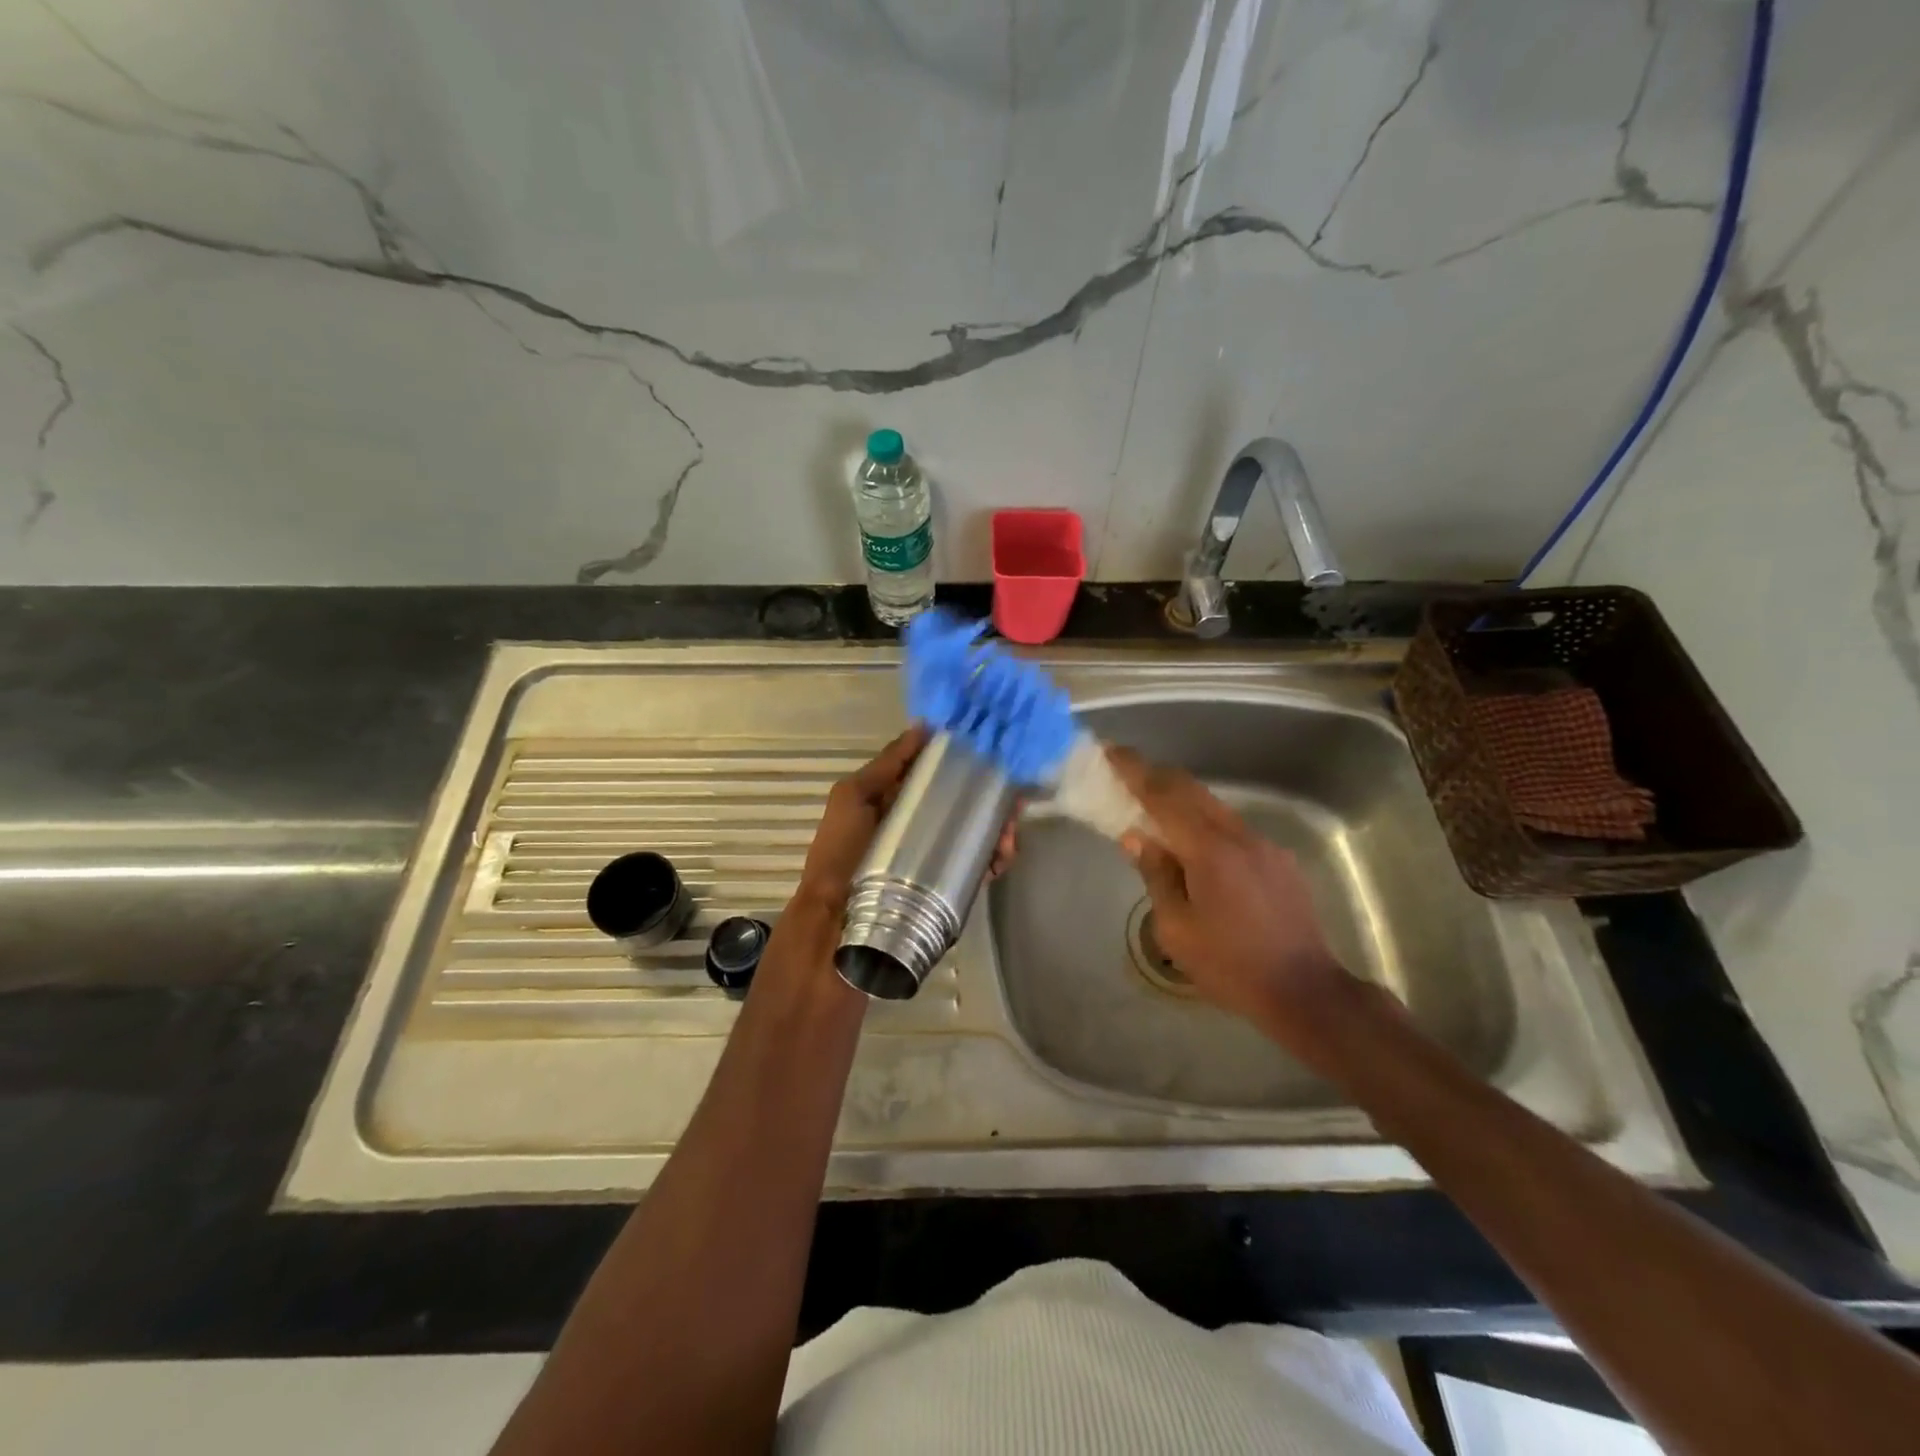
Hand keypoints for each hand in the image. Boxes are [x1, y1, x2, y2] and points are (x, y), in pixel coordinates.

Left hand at [793, 725, 1017, 923]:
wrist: (835, 923)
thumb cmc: (840, 852)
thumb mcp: (852, 797)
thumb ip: (886, 764)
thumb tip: (924, 726)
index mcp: (899, 802)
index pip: (940, 774)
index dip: (966, 761)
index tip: (994, 750)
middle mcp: (921, 826)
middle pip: (967, 803)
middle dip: (993, 796)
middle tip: (1014, 794)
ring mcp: (936, 857)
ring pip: (979, 834)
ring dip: (1000, 827)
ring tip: (1009, 829)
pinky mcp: (947, 888)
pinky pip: (980, 867)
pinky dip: (997, 859)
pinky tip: (1003, 855)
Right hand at [1108, 746, 1360, 1052]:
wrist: (1305, 990)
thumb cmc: (1230, 965)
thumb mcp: (1176, 929)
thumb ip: (1156, 875)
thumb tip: (1137, 838)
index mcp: (1209, 851)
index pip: (1164, 797)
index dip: (1135, 771)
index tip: (1112, 752)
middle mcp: (1239, 836)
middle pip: (1192, 791)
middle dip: (1157, 777)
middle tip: (1126, 775)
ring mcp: (1264, 846)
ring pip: (1214, 808)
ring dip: (1182, 802)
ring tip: (1156, 815)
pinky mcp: (1279, 861)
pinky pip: (1233, 830)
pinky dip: (1206, 826)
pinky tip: (1198, 854)